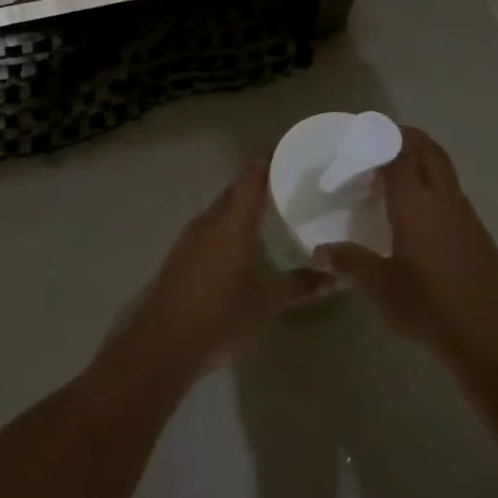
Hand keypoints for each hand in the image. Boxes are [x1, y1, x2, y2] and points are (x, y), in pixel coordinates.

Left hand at [109, 162, 334, 384]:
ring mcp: (191, 237)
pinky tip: (244, 246)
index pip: (252, 174)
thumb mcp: (267, 303)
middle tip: (292, 188)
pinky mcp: (181, 255)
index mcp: (232, 220)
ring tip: (273, 215)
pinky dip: (229, 227)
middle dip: (261, 184)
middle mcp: (210, 220)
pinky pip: (210, 228)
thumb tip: (335, 276)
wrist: (162, 345)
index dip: (270, 158)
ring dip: (243, 208)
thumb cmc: (220, 316)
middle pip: (237, 190)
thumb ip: (300, 286)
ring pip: (222, 209)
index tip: (293, 152)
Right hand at [313, 127, 497, 375]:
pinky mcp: (477, 233)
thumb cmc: (431, 307)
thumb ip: (349, 262)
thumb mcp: (381, 286)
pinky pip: (450, 193)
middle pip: (427, 149)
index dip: (379, 137)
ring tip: (390, 176)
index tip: (357, 136)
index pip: (398, 152)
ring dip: (420, 161)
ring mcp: (465, 214)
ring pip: (442, 169)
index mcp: (416, 202)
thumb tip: (318, 252)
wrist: (495, 340)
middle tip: (375, 144)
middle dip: (404, 137)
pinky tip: (414, 215)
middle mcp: (442, 198)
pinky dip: (431, 186)